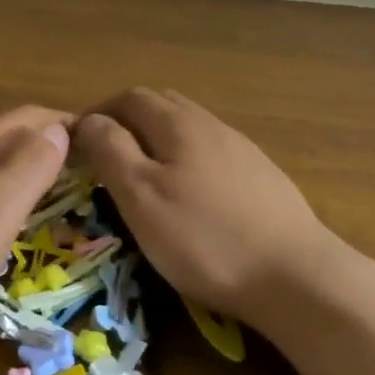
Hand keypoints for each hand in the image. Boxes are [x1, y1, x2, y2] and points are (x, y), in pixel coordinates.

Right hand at [75, 88, 351, 323]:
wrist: (296, 276)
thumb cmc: (204, 238)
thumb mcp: (141, 196)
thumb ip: (110, 151)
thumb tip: (89, 120)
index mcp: (178, 124)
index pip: (129, 98)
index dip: (99, 113)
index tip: (78, 144)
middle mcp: (210, 124)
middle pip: (161, 105)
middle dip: (128, 122)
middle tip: (106, 156)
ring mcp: (241, 149)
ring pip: (188, 128)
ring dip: (158, 140)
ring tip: (144, 176)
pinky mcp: (261, 176)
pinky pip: (212, 151)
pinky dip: (186, 159)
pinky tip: (190, 195)